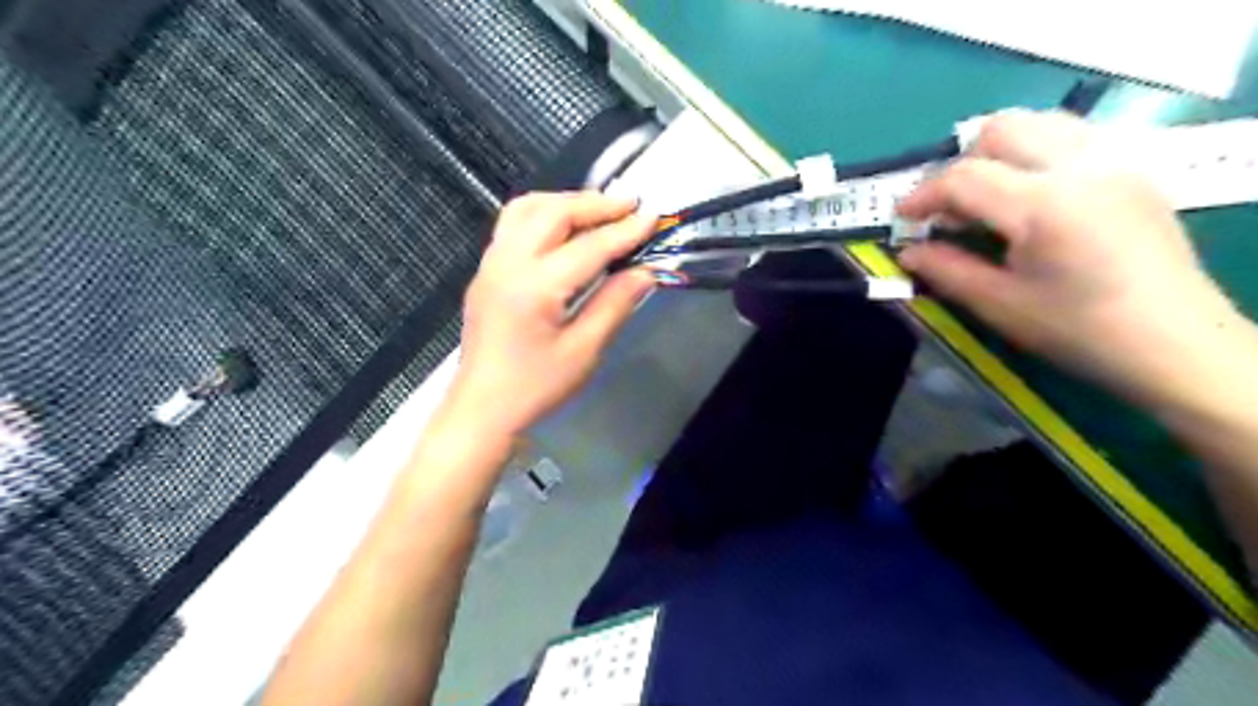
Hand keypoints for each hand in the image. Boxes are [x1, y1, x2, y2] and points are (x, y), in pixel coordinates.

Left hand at [441, 190, 657, 434]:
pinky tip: (564, 228)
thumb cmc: (535, 387)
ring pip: (527, 208)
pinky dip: (543, 213)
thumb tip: (645, 272)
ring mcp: (491, 263)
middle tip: (630, 205)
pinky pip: (513, 223)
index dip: (624, 231)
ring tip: (598, 210)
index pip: (589, 246)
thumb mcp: (583, 351)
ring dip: (566, 201)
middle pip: (553, 212)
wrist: (482, 408)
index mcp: (535, 287)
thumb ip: (614, 305)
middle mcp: (508, 263)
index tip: (653, 216)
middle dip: (595, 204)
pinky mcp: (485, 270)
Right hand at [900, 112, 1239, 405]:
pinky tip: (1030, 195)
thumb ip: (947, 270)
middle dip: (961, 164)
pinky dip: (1035, 152)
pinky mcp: (1133, 170)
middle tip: (948, 208)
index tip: (903, 218)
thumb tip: (908, 252)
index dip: (923, 195)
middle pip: (1002, 130)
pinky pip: (1073, 136)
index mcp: (1044, 205)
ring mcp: (1115, 162)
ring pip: (1040, 123)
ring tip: (986, 196)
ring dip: (999, 151)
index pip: (965, 177)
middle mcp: (1081, 166)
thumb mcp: (1000, 305)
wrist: (1175, 341)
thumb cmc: (1079, 330)